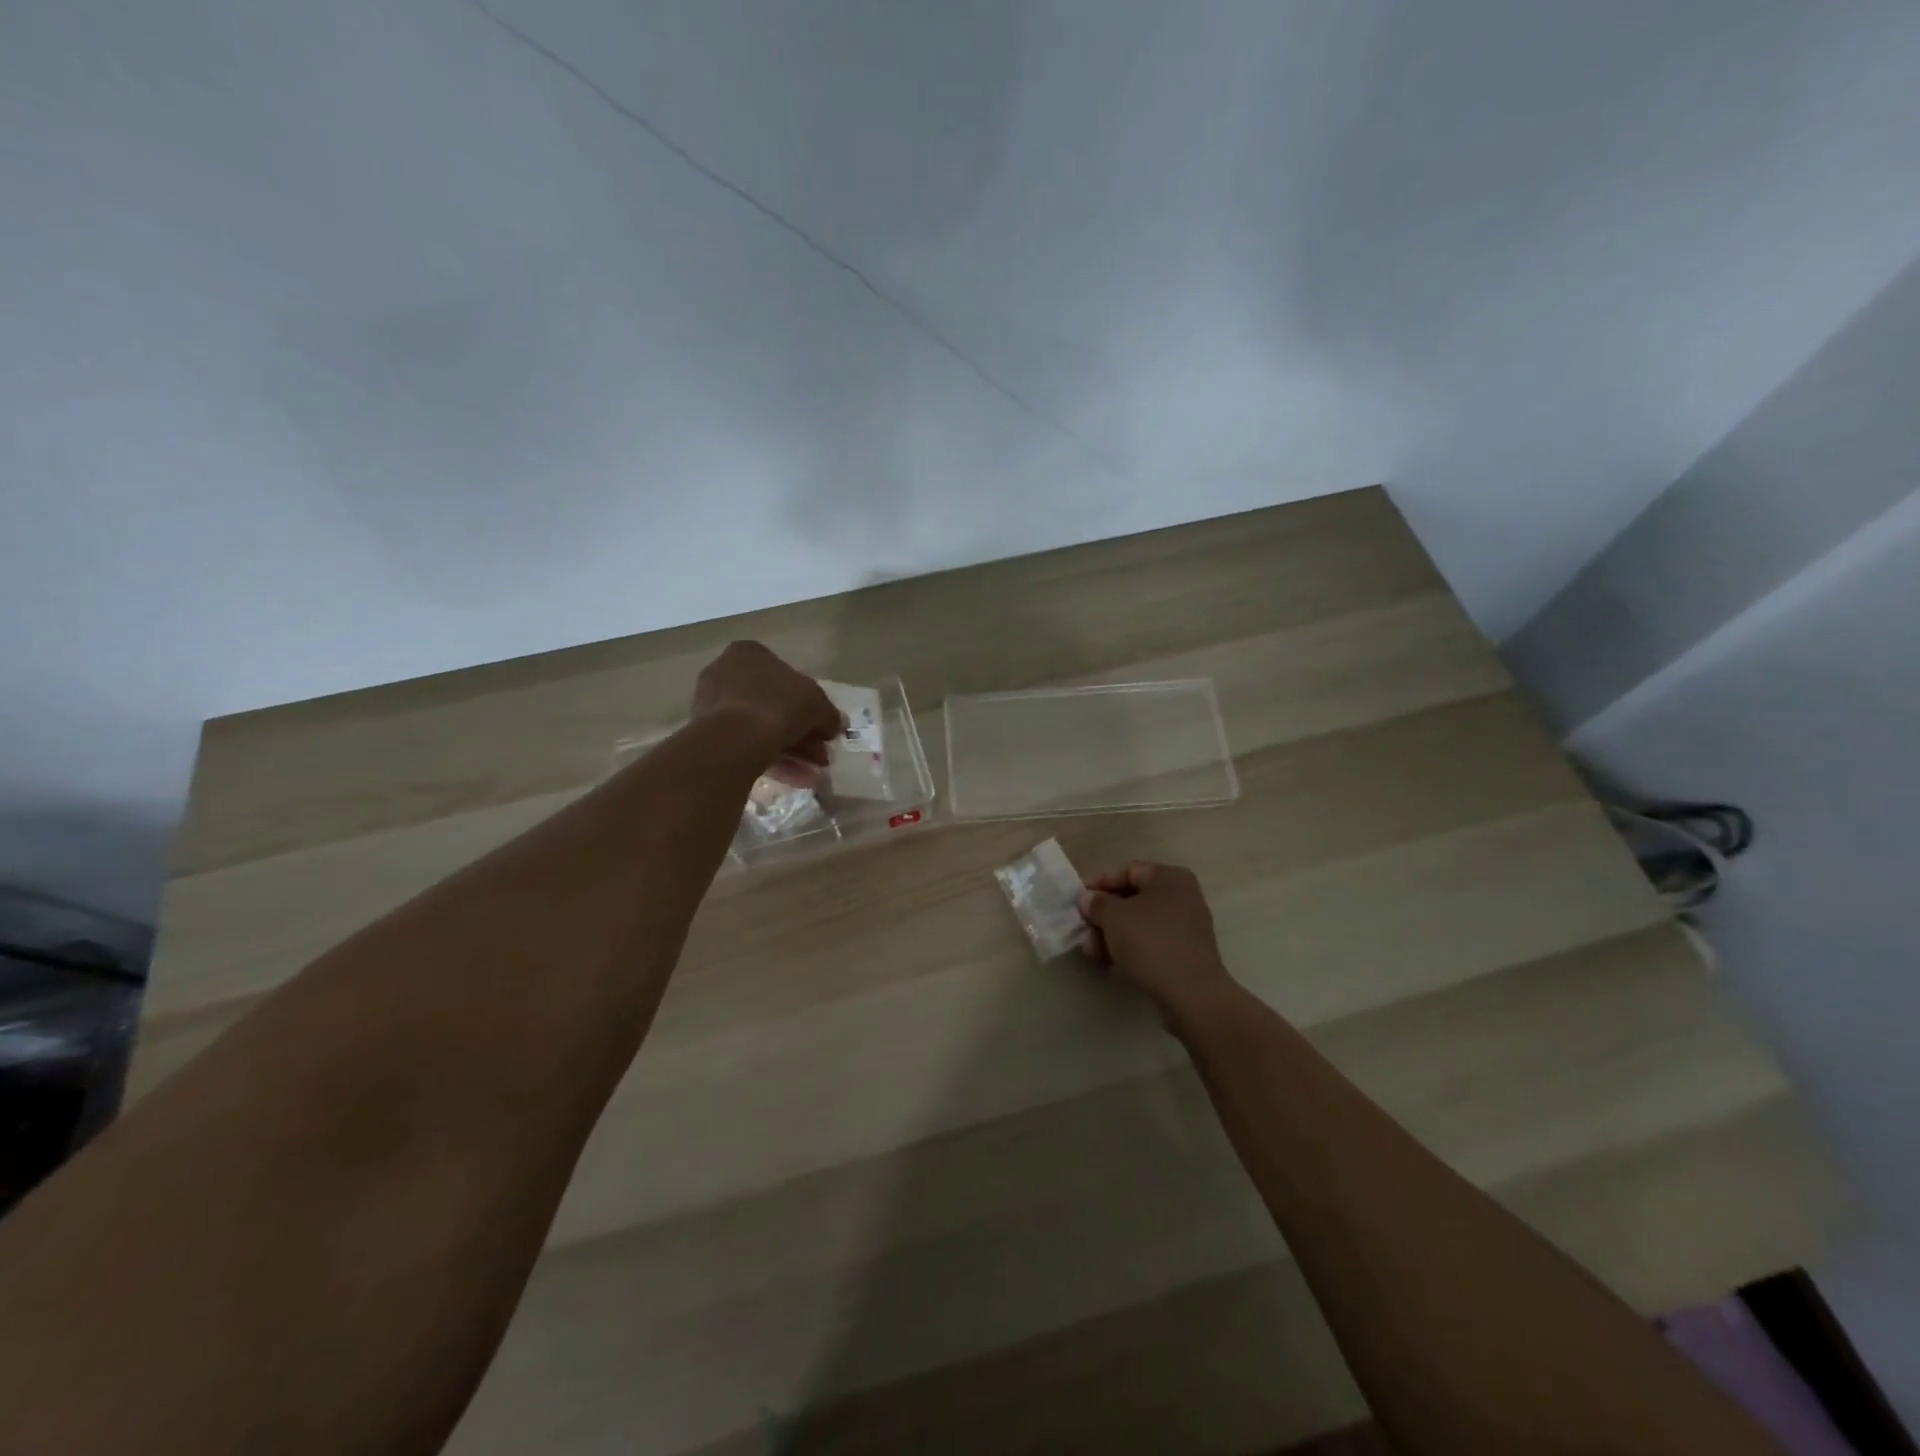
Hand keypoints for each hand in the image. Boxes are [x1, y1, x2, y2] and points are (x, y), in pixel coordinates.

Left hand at [691, 642, 844, 772]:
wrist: (734, 739)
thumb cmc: (778, 705)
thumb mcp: (818, 705)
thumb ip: (829, 714)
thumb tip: (836, 725)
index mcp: (749, 653)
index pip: (787, 675)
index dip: (811, 704)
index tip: (824, 726)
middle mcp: (726, 672)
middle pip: (774, 704)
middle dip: (802, 732)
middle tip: (821, 753)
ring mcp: (712, 704)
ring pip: (761, 727)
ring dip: (792, 749)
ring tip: (813, 771)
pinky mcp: (706, 734)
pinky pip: (746, 743)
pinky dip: (772, 758)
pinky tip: (795, 778)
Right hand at [1078, 862, 1235, 1012]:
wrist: (1191, 994)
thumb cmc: (1150, 942)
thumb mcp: (1114, 917)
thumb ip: (1097, 903)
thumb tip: (1089, 899)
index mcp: (1169, 878)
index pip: (1127, 871)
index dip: (1099, 883)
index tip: (1077, 900)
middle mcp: (1182, 897)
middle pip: (1132, 899)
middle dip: (1103, 916)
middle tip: (1082, 930)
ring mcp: (1186, 927)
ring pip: (1139, 924)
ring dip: (1112, 935)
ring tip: (1091, 952)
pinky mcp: (1185, 954)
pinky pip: (1151, 944)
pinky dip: (1130, 950)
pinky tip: (1110, 965)